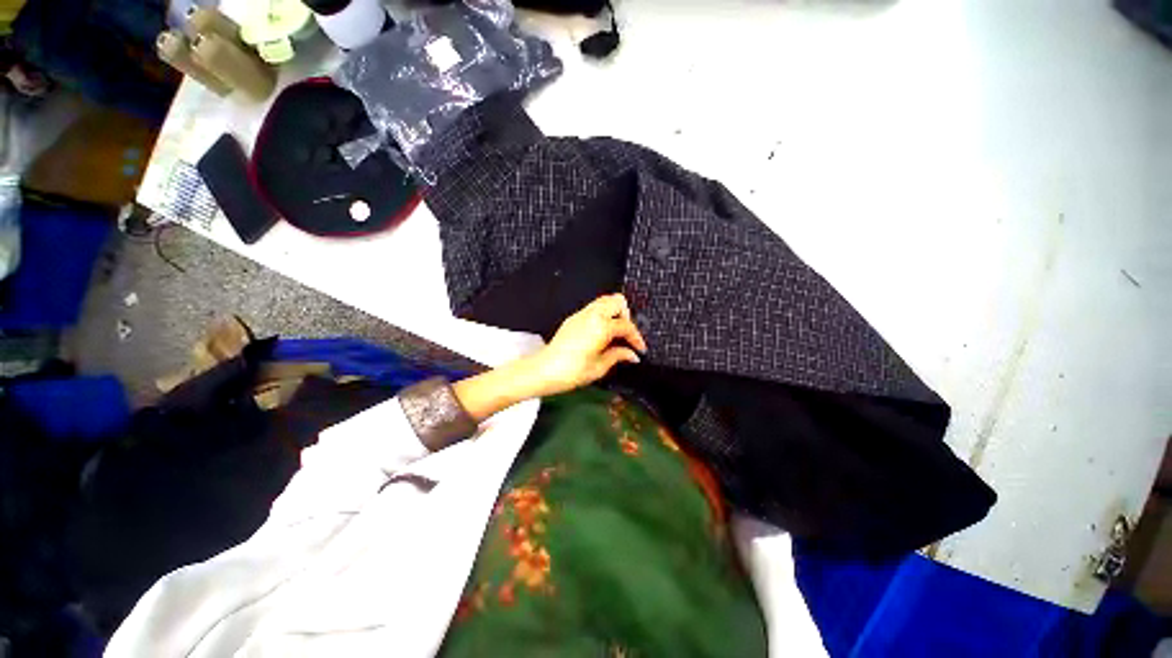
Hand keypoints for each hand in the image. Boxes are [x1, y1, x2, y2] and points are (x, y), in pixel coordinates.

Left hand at [524, 293, 647, 397]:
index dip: (636, 338)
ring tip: (616, 332)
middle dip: (627, 316)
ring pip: (605, 300)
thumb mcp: (599, 367)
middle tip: (627, 335)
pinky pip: (594, 308)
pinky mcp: (573, 318)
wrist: (543, 370)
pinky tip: (602, 333)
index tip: (640, 349)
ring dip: (615, 312)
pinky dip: (603, 314)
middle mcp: (592, 315)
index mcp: (601, 327)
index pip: (626, 326)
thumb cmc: (572, 372)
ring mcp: (581, 314)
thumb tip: (632, 354)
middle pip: (617, 301)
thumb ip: (618, 356)